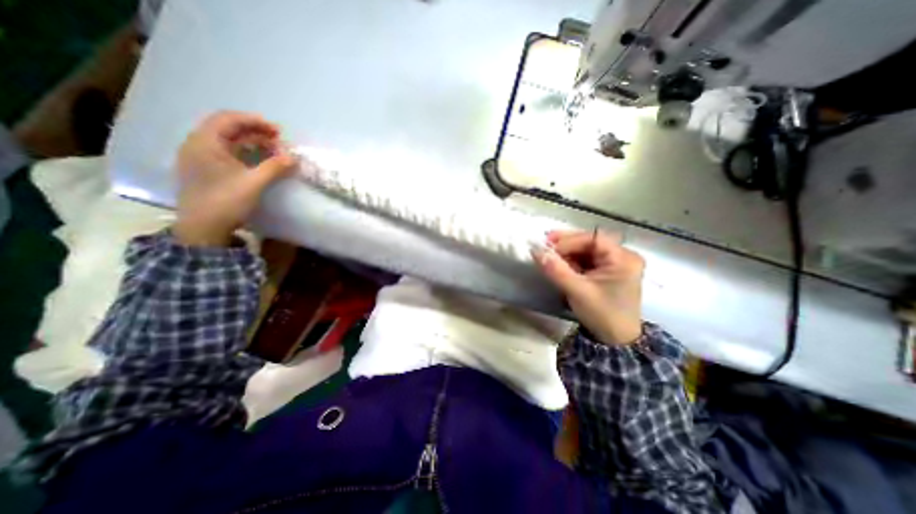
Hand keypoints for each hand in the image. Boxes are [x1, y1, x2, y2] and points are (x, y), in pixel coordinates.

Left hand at [172, 110, 296, 246]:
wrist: (203, 228)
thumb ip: (274, 167)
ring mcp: (199, 158)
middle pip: (227, 128)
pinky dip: (244, 153)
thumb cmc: (226, 201)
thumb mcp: (254, 183)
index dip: (254, 121)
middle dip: (255, 132)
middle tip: (279, 140)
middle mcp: (198, 145)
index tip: (277, 130)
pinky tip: (259, 160)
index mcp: (205, 142)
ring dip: (251, 143)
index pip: (228, 119)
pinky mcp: (205, 170)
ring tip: (273, 150)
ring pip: (227, 141)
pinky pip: (226, 153)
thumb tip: (293, 157)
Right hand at [531, 231, 641, 344]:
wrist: (615, 341)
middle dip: (566, 244)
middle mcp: (622, 256)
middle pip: (590, 241)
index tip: (547, 246)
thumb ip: (556, 270)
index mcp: (623, 259)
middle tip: (544, 246)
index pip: (593, 238)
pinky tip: (559, 263)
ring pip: (586, 249)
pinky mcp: (607, 271)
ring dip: (566, 252)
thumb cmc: (601, 315)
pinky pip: (586, 259)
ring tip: (548, 255)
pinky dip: (571, 260)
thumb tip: (535, 250)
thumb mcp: (577, 291)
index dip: (569, 239)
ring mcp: (615, 263)